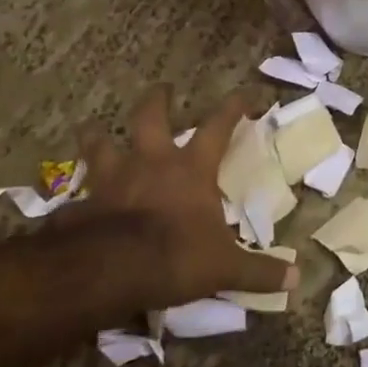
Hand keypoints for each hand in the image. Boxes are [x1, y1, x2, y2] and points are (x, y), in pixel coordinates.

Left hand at [66, 86, 296, 309]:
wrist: (112, 271)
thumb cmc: (176, 256)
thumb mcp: (225, 267)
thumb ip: (259, 271)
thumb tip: (298, 278)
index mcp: (190, 168)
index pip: (218, 126)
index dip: (233, 106)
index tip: (244, 91)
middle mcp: (150, 163)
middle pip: (150, 117)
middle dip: (156, 100)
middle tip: (161, 88)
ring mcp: (111, 181)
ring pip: (99, 145)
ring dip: (96, 136)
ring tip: (92, 128)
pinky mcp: (81, 206)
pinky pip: (74, 198)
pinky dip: (73, 200)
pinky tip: (69, 205)